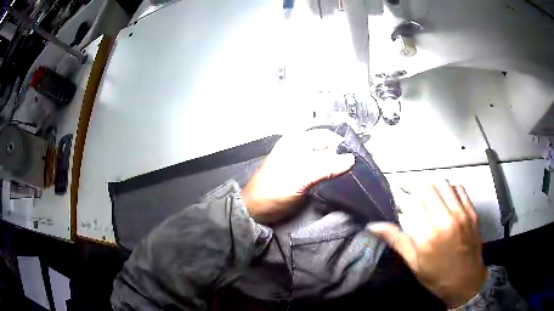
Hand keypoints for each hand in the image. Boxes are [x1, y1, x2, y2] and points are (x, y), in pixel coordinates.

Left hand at [242, 130, 354, 223]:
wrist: (257, 210)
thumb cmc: (274, 191)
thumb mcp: (300, 178)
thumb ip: (326, 168)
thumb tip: (352, 159)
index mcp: (296, 140)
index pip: (327, 136)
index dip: (343, 145)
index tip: (359, 158)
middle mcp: (300, 146)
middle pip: (328, 146)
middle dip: (342, 155)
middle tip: (359, 168)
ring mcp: (302, 159)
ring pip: (327, 158)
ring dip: (338, 165)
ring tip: (353, 174)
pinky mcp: (304, 173)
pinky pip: (323, 168)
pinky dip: (332, 172)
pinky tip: (341, 178)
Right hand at [367, 181, 487, 307]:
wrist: (466, 282)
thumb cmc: (437, 277)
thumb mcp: (414, 263)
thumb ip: (396, 240)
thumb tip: (373, 226)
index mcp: (427, 237)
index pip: (410, 203)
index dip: (401, 199)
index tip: (398, 201)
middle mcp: (445, 221)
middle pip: (426, 188)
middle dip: (415, 190)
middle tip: (412, 198)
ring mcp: (461, 214)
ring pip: (443, 184)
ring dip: (432, 188)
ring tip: (429, 198)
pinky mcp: (471, 212)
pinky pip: (459, 189)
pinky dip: (450, 189)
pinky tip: (446, 199)